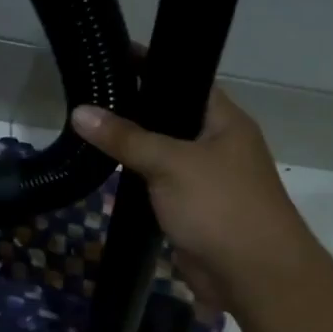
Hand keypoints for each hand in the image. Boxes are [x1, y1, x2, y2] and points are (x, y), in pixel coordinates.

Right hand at [71, 87, 320, 318]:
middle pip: (170, 118)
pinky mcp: (190, 210)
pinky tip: (105, 173)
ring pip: (161, 155)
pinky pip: (158, 186)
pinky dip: (135, 180)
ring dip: (132, 148)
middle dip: (134, 109)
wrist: (252, 275)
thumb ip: (126, 138)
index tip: (112, 56)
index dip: (152, 66)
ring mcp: (203, 180)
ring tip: (87, 129)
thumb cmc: (220, 206)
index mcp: (224, 121)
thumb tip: (81, 112)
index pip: (185, 80)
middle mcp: (216, 145)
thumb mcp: (171, 163)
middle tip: (89, 95)